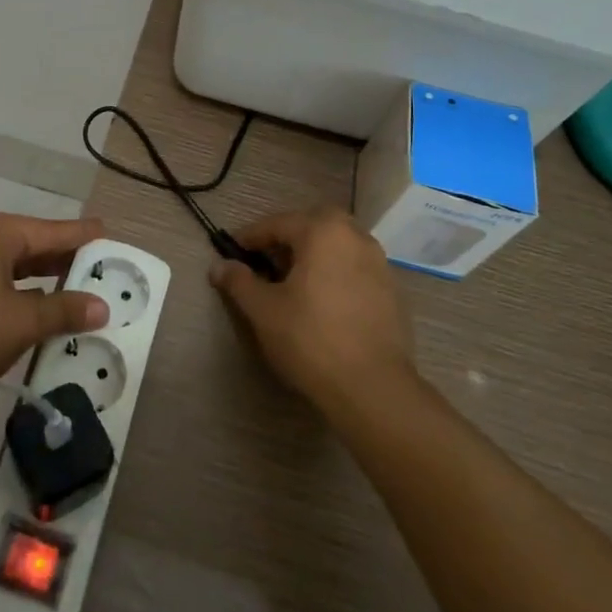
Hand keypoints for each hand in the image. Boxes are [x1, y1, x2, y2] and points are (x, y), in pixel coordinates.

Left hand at [0, 211, 108, 419]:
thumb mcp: (20, 324)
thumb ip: (63, 310)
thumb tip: (101, 306)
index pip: (51, 231)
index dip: (84, 238)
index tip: (112, 238)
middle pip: (27, 243)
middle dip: (61, 260)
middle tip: (97, 270)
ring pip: (4, 263)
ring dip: (36, 278)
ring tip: (69, 290)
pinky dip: (10, 289)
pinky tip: (25, 307)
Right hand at [210, 208, 416, 413]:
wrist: (373, 387)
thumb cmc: (311, 339)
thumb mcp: (263, 310)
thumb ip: (239, 282)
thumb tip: (219, 266)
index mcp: (323, 231)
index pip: (278, 223)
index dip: (250, 237)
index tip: (231, 250)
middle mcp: (355, 237)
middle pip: (313, 226)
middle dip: (287, 239)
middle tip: (266, 262)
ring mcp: (379, 263)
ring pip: (338, 245)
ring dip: (313, 254)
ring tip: (293, 282)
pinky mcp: (392, 291)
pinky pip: (355, 268)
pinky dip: (335, 273)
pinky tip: (323, 301)